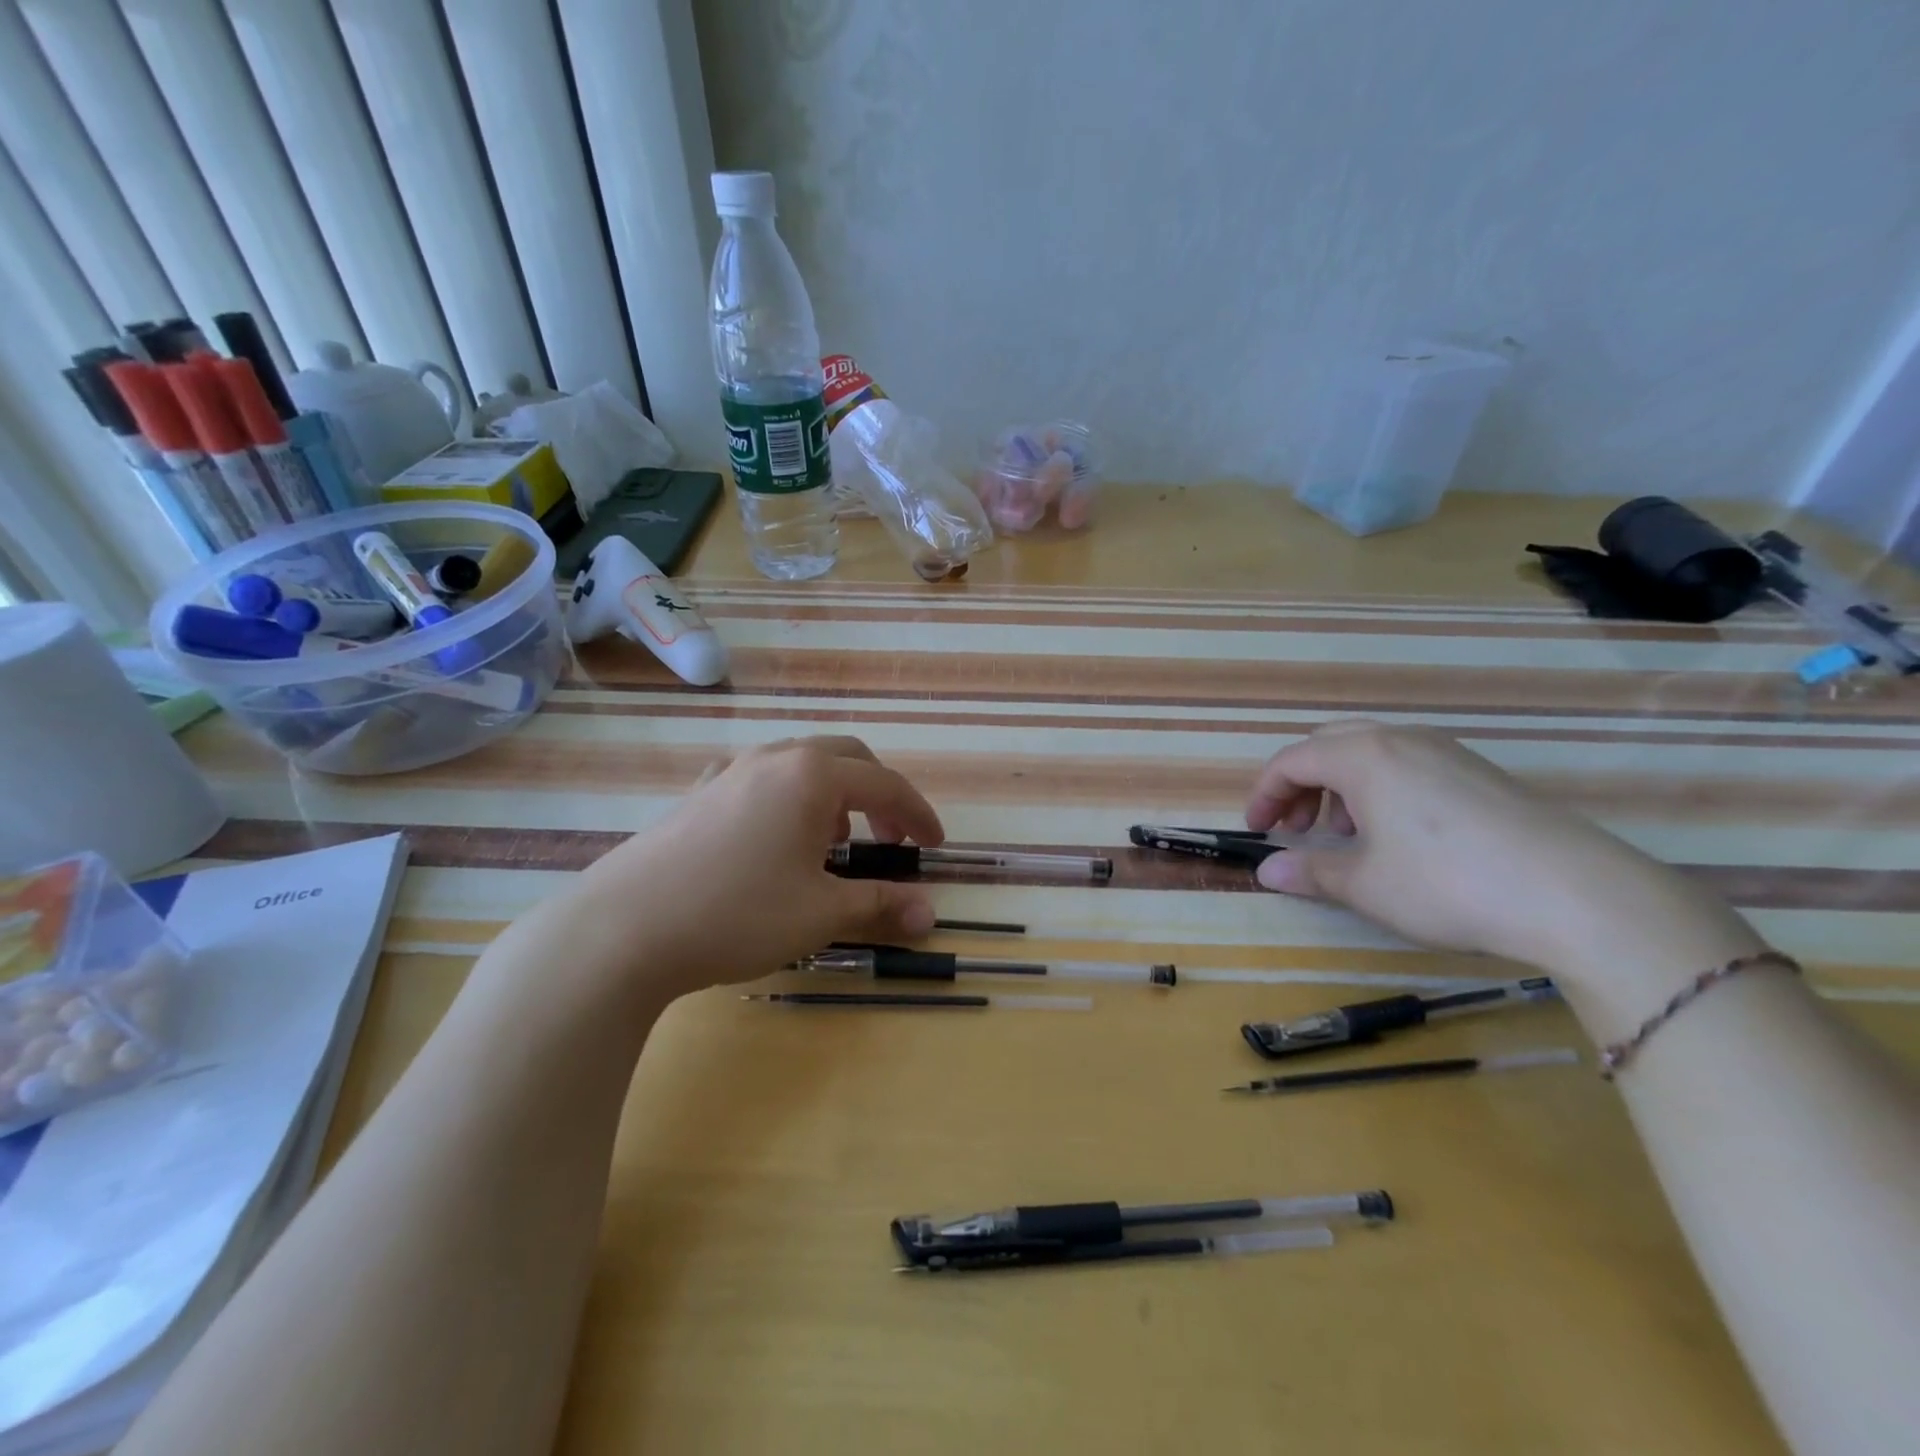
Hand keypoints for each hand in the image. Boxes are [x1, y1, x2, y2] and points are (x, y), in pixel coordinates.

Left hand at [555, 736, 943, 998]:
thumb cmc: (737, 914)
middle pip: (846, 758)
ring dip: (831, 794)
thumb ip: (880, 905)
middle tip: (889, 839)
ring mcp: (730, 771)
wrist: (624, 929)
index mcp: (812, 776)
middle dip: (878, 795)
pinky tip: (772, 834)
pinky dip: (785, 798)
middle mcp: (774, 758)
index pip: (886, 785)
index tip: (935, 846)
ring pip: (799, 763)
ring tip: (831, 842)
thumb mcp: (820, 914)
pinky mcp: (697, 793)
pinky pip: (757, 779)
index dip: (918, 815)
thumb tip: (928, 913)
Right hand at [1244, 722, 1755, 975]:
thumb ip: (1309, 873)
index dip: (1264, 795)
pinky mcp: (1478, 772)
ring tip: (1343, 836)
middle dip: (1300, 786)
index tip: (1256, 832)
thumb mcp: (1365, 884)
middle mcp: (1400, 739)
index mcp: (1362, 756)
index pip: (1291, 761)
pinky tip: (1395, 836)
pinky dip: (1379, 790)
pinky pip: (1407, 765)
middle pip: (1328, 746)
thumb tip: (1266, 872)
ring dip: (1339, 788)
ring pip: (1369, 753)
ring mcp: (1445, 751)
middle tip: (1295, 830)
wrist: (1576, 894)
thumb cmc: (1447, 883)